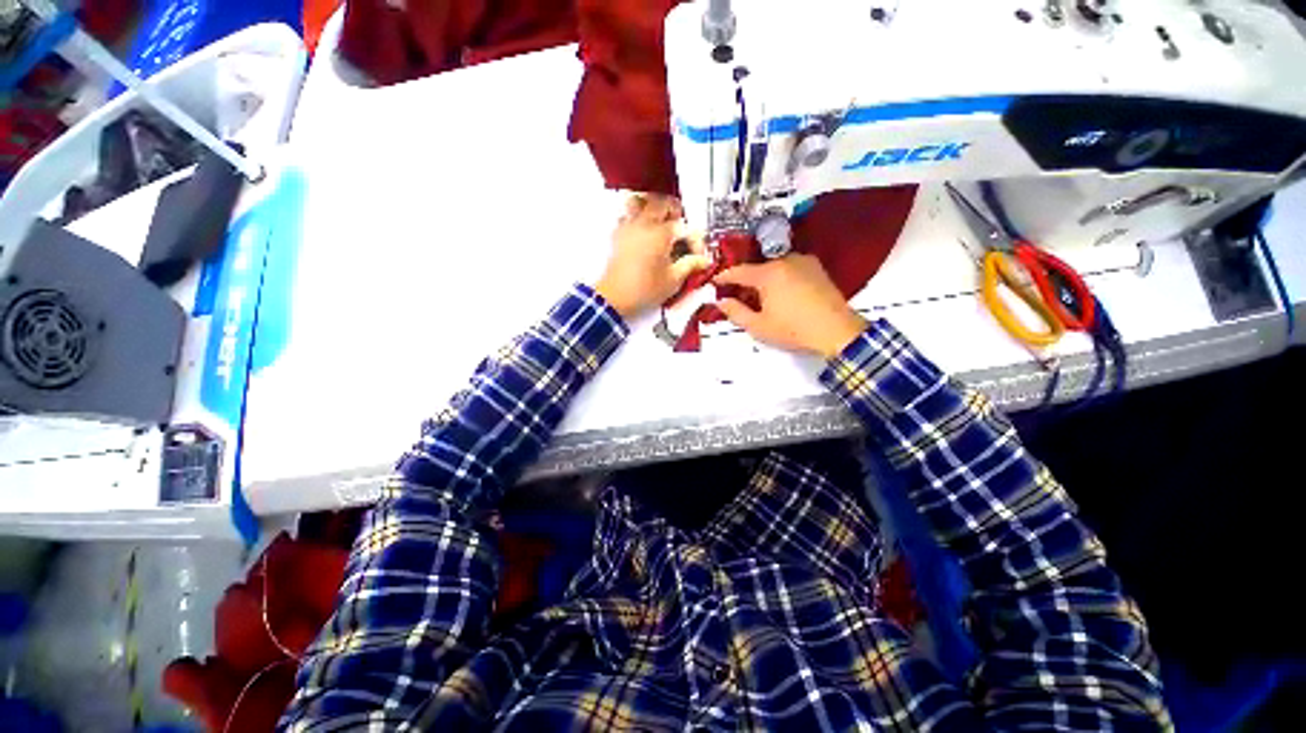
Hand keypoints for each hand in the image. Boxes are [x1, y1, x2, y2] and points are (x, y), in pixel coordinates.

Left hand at [595, 195, 712, 318]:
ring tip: (661, 222)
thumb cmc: (643, 290)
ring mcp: (628, 228)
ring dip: (653, 208)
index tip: (697, 255)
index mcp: (660, 234)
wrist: (614, 298)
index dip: (694, 240)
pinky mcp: (618, 236)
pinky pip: (627, 215)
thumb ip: (690, 266)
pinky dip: (636, 217)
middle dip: (675, 212)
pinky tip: (643, 232)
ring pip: (640, 202)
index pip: (684, 227)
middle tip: (681, 229)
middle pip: (661, 203)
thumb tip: (703, 261)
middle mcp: (643, 225)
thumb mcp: (673, 281)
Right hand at [714, 254, 867, 358]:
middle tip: (739, 296)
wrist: (837, 331)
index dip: (724, 277)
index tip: (714, 282)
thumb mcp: (759, 326)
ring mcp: (804, 262)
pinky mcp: (817, 268)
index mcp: (768, 274)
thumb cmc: (794, 330)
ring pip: (775, 268)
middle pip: (758, 268)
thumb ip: (736, 312)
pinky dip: (781, 278)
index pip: (739, 272)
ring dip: (764, 279)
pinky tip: (782, 294)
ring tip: (762, 298)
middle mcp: (785, 261)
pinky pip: (791, 269)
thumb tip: (721, 301)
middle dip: (746, 281)